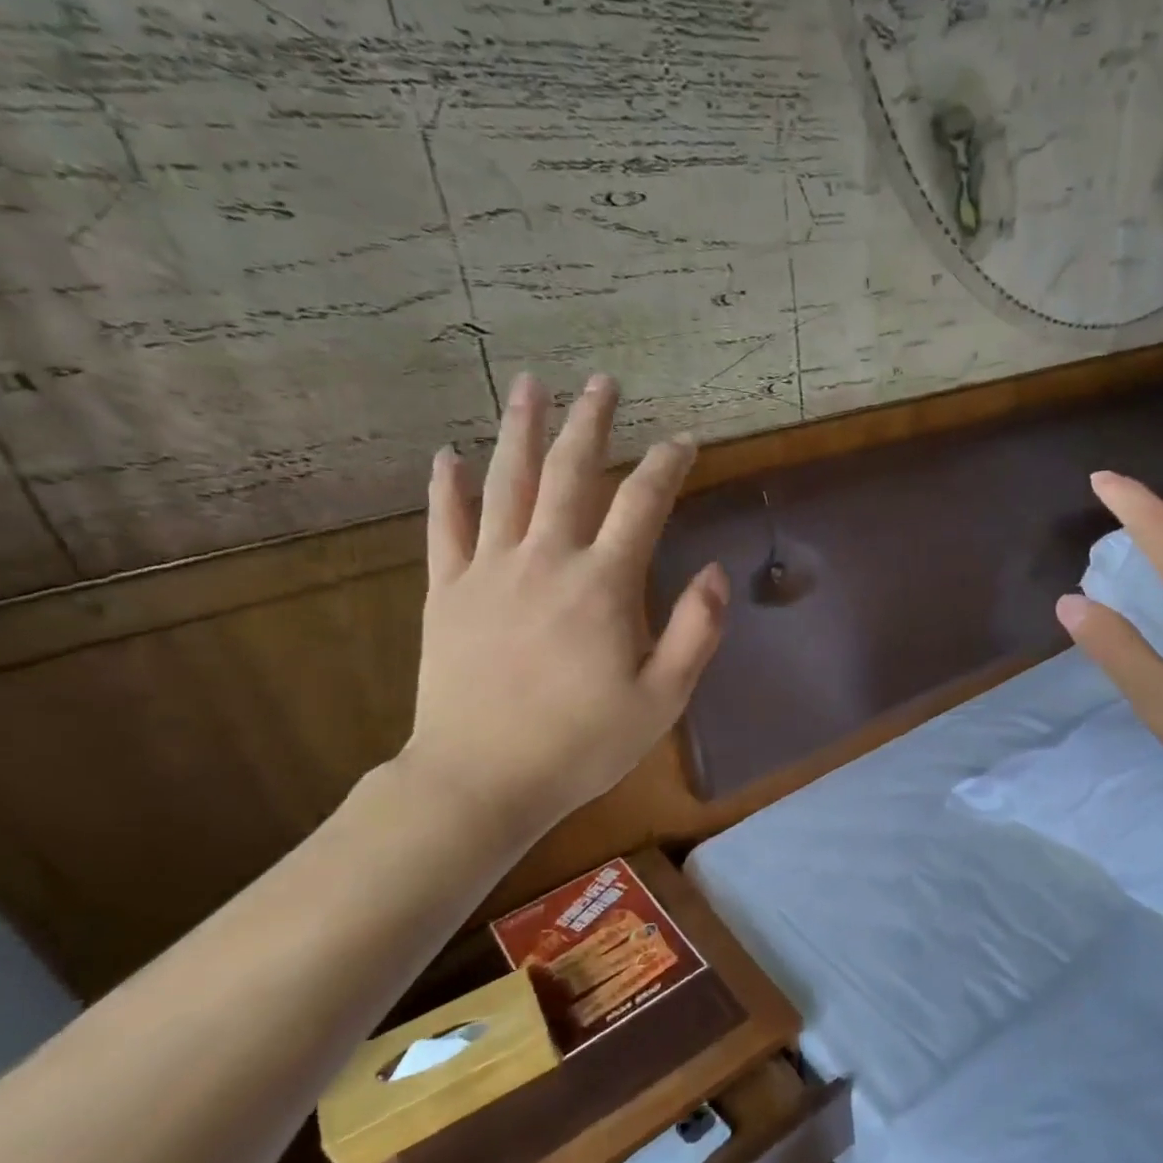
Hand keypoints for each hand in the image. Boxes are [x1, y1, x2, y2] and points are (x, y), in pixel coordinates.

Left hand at [399, 372, 727, 841]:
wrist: (482, 779)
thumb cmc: (583, 744)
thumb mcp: (663, 698)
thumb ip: (694, 631)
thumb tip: (716, 572)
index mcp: (603, 585)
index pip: (641, 505)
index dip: (666, 466)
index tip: (684, 442)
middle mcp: (546, 560)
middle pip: (571, 474)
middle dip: (591, 424)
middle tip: (603, 383)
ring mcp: (489, 572)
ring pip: (506, 484)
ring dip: (521, 431)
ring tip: (531, 386)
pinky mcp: (448, 594)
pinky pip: (446, 527)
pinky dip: (448, 488)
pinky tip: (449, 455)